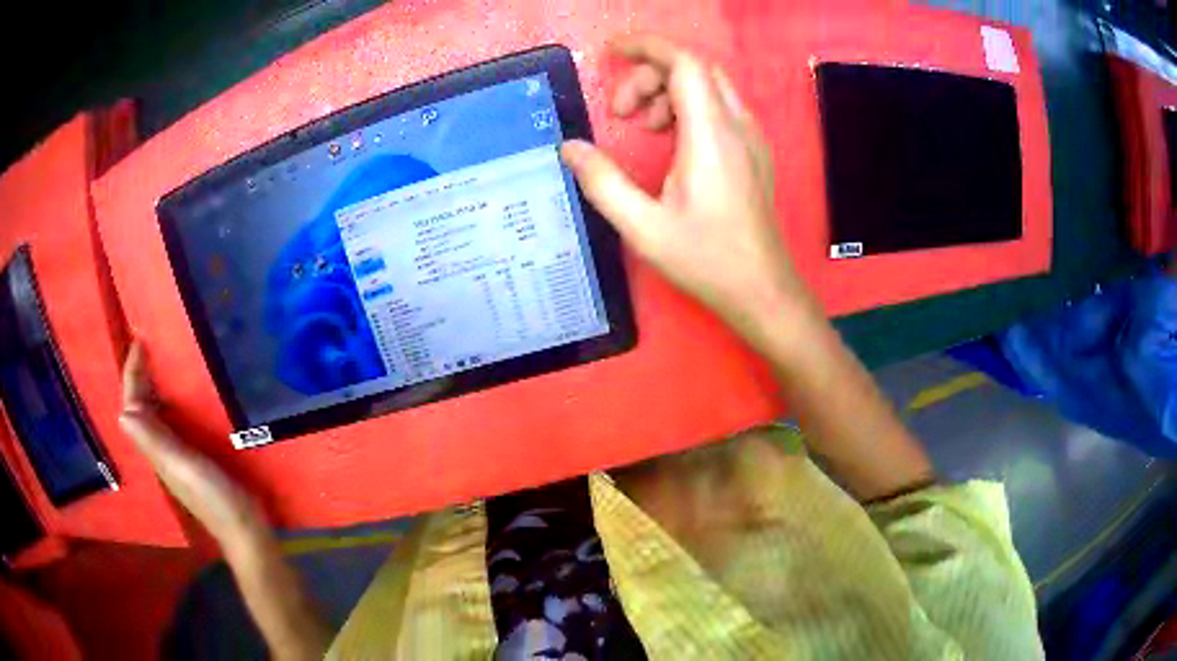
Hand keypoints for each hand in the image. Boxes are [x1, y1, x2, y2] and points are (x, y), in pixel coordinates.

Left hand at [120, 342, 265, 548]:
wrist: (244, 529)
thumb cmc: (214, 497)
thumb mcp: (183, 467)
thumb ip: (155, 441)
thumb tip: (123, 411)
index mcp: (154, 448)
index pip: (133, 405)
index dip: (133, 374)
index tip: (140, 341)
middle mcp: (159, 449)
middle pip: (140, 407)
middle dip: (138, 376)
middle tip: (148, 344)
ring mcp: (176, 455)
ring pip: (154, 413)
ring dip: (152, 387)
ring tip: (161, 359)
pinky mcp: (192, 457)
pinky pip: (171, 421)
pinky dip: (170, 401)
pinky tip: (183, 394)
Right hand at [561, 35, 811, 341]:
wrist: (762, 289)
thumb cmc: (706, 260)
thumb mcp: (643, 228)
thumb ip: (602, 182)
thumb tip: (570, 148)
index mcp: (711, 136)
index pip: (684, 63)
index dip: (646, 47)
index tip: (610, 52)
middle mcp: (737, 126)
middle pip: (694, 68)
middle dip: (650, 74)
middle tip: (621, 112)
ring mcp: (750, 138)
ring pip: (708, 85)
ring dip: (669, 91)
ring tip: (643, 127)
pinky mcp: (753, 152)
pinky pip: (719, 107)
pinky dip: (688, 107)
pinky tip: (671, 141)